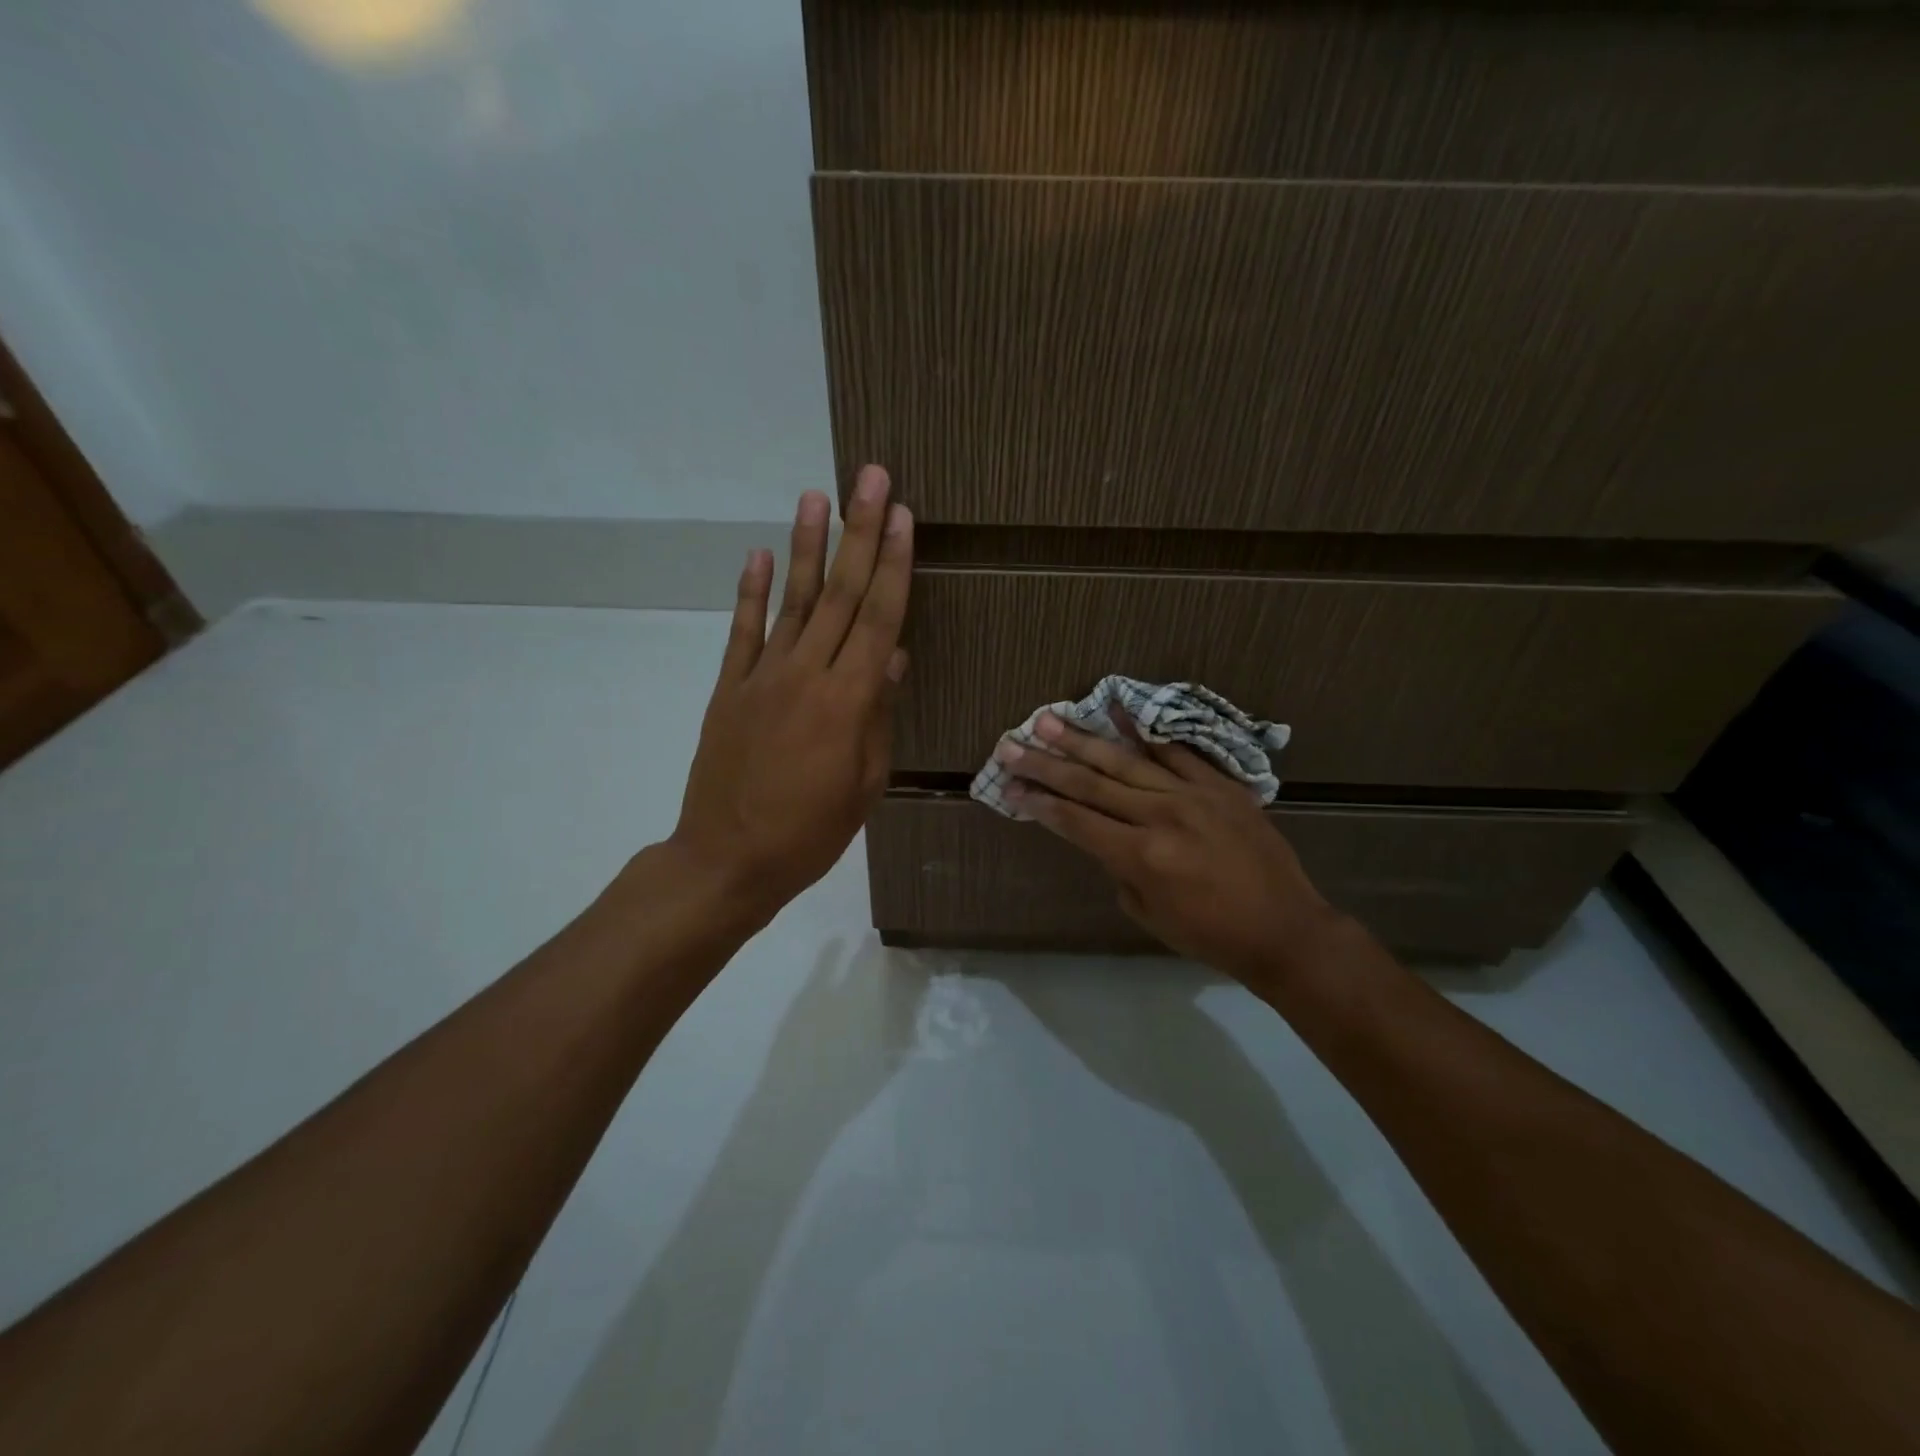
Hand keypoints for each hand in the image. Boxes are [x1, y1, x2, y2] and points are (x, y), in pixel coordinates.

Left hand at [666, 465, 910, 931]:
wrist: (728, 860)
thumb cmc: (812, 833)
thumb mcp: (865, 783)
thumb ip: (878, 715)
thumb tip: (891, 657)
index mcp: (848, 702)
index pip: (877, 618)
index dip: (893, 564)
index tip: (901, 515)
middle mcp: (806, 675)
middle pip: (839, 593)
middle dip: (858, 532)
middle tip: (869, 476)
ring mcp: (762, 677)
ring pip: (791, 600)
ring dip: (805, 545)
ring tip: (815, 494)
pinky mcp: (730, 689)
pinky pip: (742, 632)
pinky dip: (750, 592)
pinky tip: (758, 554)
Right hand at [1000, 712, 1343, 983]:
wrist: (1285, 929)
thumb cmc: (1211, 934)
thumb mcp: (1148, 914)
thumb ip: (1119, 868)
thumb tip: (1104, 835)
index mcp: (1141, 856)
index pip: (1076, 821)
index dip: (1039, 803)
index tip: (1010, 787)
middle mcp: (1161, 816)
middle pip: (1091, 784)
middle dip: (1046, 765)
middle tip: (1011, 744)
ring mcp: (1193, 794)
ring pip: (1125, 761)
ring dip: (1082, 740)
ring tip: (1048, 720)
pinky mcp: (1219, 784)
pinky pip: (1176, 751)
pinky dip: (1145, 732)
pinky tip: (1117, 709)